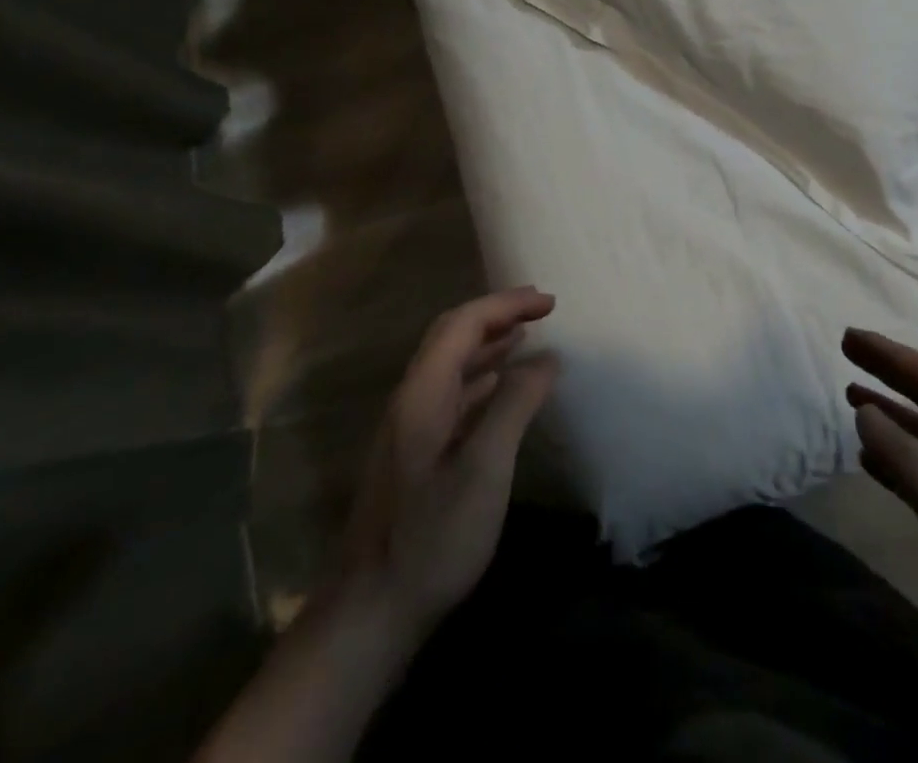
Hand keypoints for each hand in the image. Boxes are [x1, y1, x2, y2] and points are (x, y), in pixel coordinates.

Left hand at [330, 287, 559, 645]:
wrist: (368, 616)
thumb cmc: (431, 538)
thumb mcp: (485, 469)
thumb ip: (515, 406)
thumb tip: (546, 358)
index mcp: (423, 393)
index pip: (464, 323)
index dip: (506, 304)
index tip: (550, 303)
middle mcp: (411, 399)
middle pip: (452, 336)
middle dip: (496, 315)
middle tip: (539, 310)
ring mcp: (409, 428)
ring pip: (450, 365)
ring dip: (488, 344)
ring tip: (525, 338)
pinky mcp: (413, 455)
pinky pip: (451, 394)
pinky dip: (482, 378)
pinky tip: (500, 391)